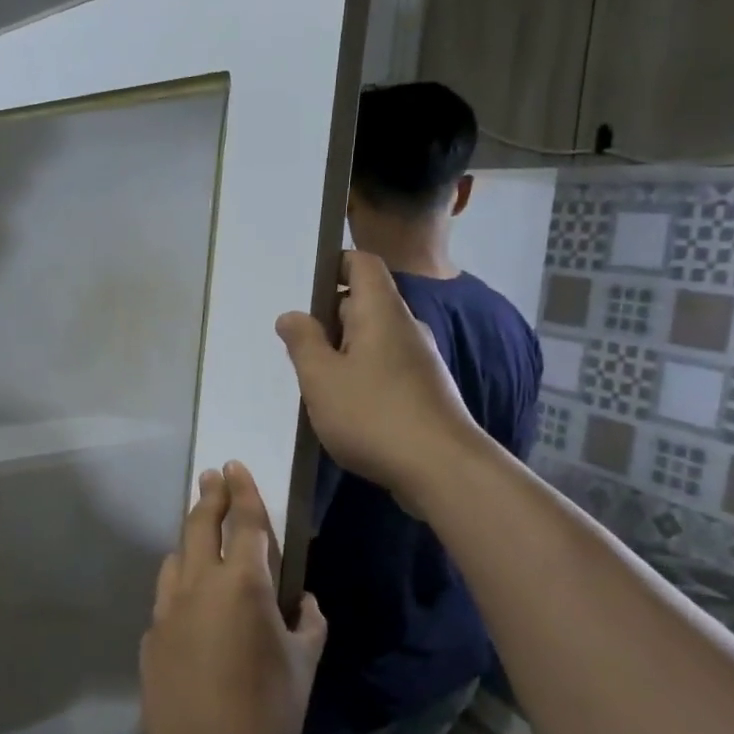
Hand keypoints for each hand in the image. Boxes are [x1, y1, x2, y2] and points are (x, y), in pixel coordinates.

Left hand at [140, 463, 326, 733]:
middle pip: (199, 524)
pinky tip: (193, 604)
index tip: (234, 466)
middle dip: (208, 495)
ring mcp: (168, 608)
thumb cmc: (270, 715)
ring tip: (202, 536)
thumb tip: (304, 602)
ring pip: (176, 555)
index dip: (242, 490)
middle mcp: (199, 584)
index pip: (244, 521)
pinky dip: (181, 584)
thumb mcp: (304, 665)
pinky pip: (167, 594)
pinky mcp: (151, 633)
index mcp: (242, 584)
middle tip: (211, 476)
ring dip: (190, 539)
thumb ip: (307, 624)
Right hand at [275, 250, 477, 497]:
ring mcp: (419, 360)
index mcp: (381, 311)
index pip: (362, 264)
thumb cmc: (373, 414)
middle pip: (363, 303)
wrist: (442, 469)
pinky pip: (384, 366)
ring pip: (372, 339)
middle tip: (293, 342)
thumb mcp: (321, 378)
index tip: (304, 286)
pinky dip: (360, 374)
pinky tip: (341, 404)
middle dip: (327, 317)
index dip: (334, 264)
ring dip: (341, 350)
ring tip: (310, 377)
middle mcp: (405, 327)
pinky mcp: (424, 390)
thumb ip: (303, 342)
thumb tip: (291, 315)